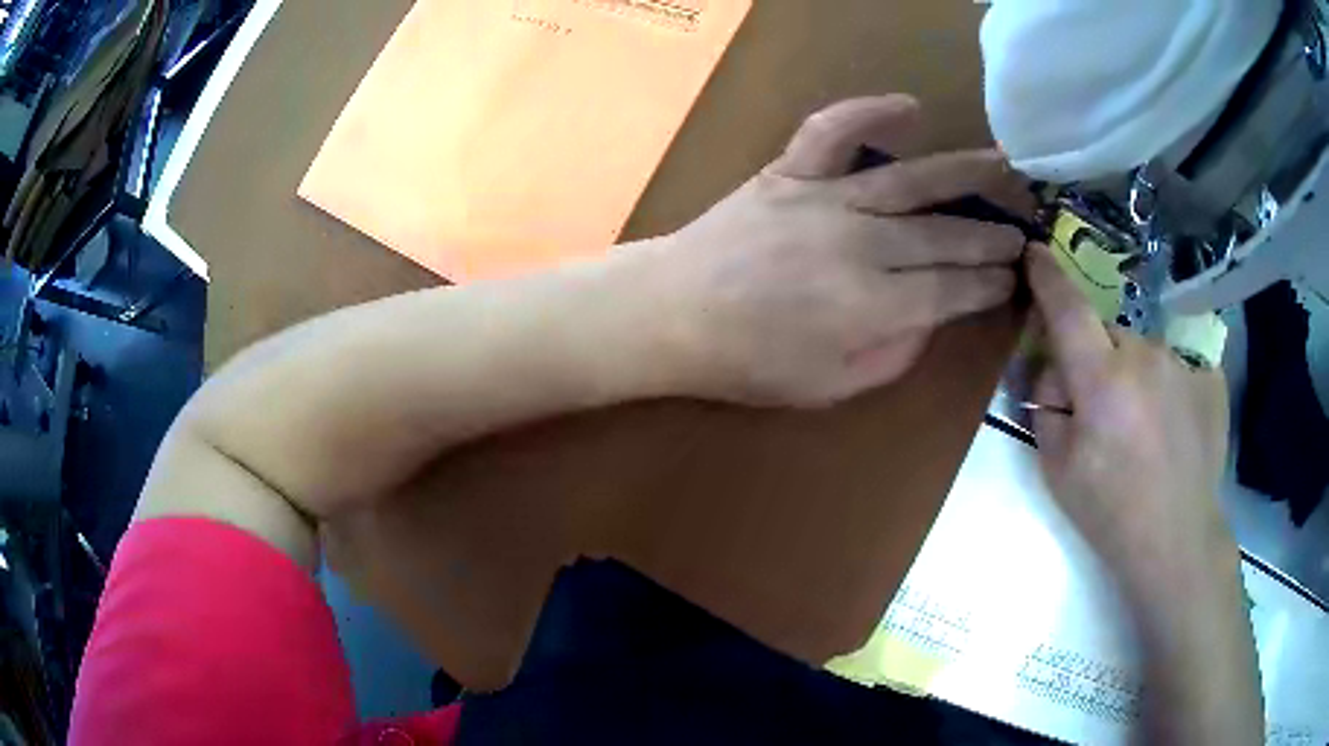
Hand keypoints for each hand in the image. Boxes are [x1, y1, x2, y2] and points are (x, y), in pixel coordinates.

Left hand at [644, 95, 1034, 407]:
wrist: (672, 313)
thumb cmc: (748, 361)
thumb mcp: (830, 387)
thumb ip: (892, 353)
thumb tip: (932, 316)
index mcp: (872, 306)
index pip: (953, 290)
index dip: (989, 285)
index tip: (1014, 278)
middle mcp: (861, 244)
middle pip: (945, 236)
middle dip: (991, 237)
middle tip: (1023, 233)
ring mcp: (825, 200)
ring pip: (912, 181)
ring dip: (965, 173)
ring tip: (1006, 168)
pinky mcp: (790, 173)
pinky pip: (833, 131)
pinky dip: (868, 112)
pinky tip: (909, 105)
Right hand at [1026, 243, 1237, 607]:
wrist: (1177, 541)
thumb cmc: (1110, 513)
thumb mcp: (1057, 468)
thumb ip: (1047, 407)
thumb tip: (1056, 374)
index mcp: (1102, 379)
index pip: (1067, 308)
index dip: (1047, 277)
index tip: (1034, 251)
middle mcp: (1145, 354)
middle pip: (1106, 334)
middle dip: (1094, 359)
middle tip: (1097, 412)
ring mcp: (1182, 363)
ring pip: (1142, 352)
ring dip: (1132, 375)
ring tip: (1140, 429)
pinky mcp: (1208, 378)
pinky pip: (1174, 368)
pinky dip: (1165, 388)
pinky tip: (1170, 428)